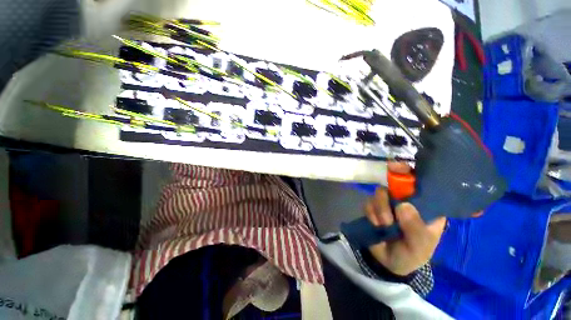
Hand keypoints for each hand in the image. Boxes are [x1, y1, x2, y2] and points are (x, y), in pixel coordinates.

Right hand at [364, 162, 446, 275]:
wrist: (389, 262)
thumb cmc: (412, 254)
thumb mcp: (420, 246)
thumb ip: (415, 228)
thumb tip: (403, 205)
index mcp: (425, 206)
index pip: (421, 183)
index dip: (410, 173)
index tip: (397, 167)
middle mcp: (406, 200)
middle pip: (395, 184)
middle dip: (388, 194)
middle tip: (387, 207)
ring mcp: (388, 203)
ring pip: (379, 193)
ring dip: (380, 209)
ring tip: (384, 225)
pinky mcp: (373, 208)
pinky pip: (368, 203)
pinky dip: (371, 214)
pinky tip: (376, 225)